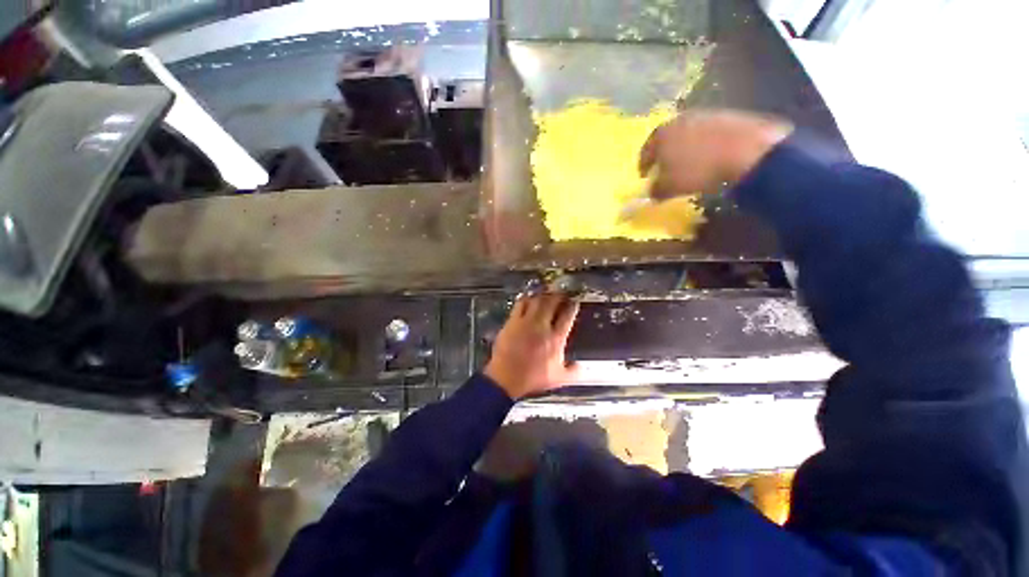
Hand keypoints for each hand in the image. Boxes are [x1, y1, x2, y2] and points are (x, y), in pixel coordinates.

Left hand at [485, 293, 579, 399]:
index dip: (572, 306)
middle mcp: (542, 326)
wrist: (506, 378)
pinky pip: (520, 304)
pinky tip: (528, 299)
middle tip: (561, 294)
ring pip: (536, 300)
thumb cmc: (533, 378)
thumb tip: (581, 367)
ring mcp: (526, 322)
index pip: (567, 316)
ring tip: (546, 294)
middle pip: (552, 302)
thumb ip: (573, 371)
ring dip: (543, 295)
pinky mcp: (512, 321)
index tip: (574, 301)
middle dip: (558, 295)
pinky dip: (526, 299)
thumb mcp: (558, 378)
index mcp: (556, 338)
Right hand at [638, 110, 792, 199]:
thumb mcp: (669, 187)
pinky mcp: (727, 115)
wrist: (747, 150)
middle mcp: (679, 119)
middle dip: (664, 155)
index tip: (645, 177)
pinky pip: (707, 133)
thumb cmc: (697, 170)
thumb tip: (651, 192)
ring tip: (689, 164)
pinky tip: (709, 157)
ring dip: (684, 149)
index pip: (645, 151)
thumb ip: (655, 190)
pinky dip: (704, 144)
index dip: (643, 166)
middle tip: (664, 169)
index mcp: (661, 135)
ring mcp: (704, 114)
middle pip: (666, 139)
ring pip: (687, 134)